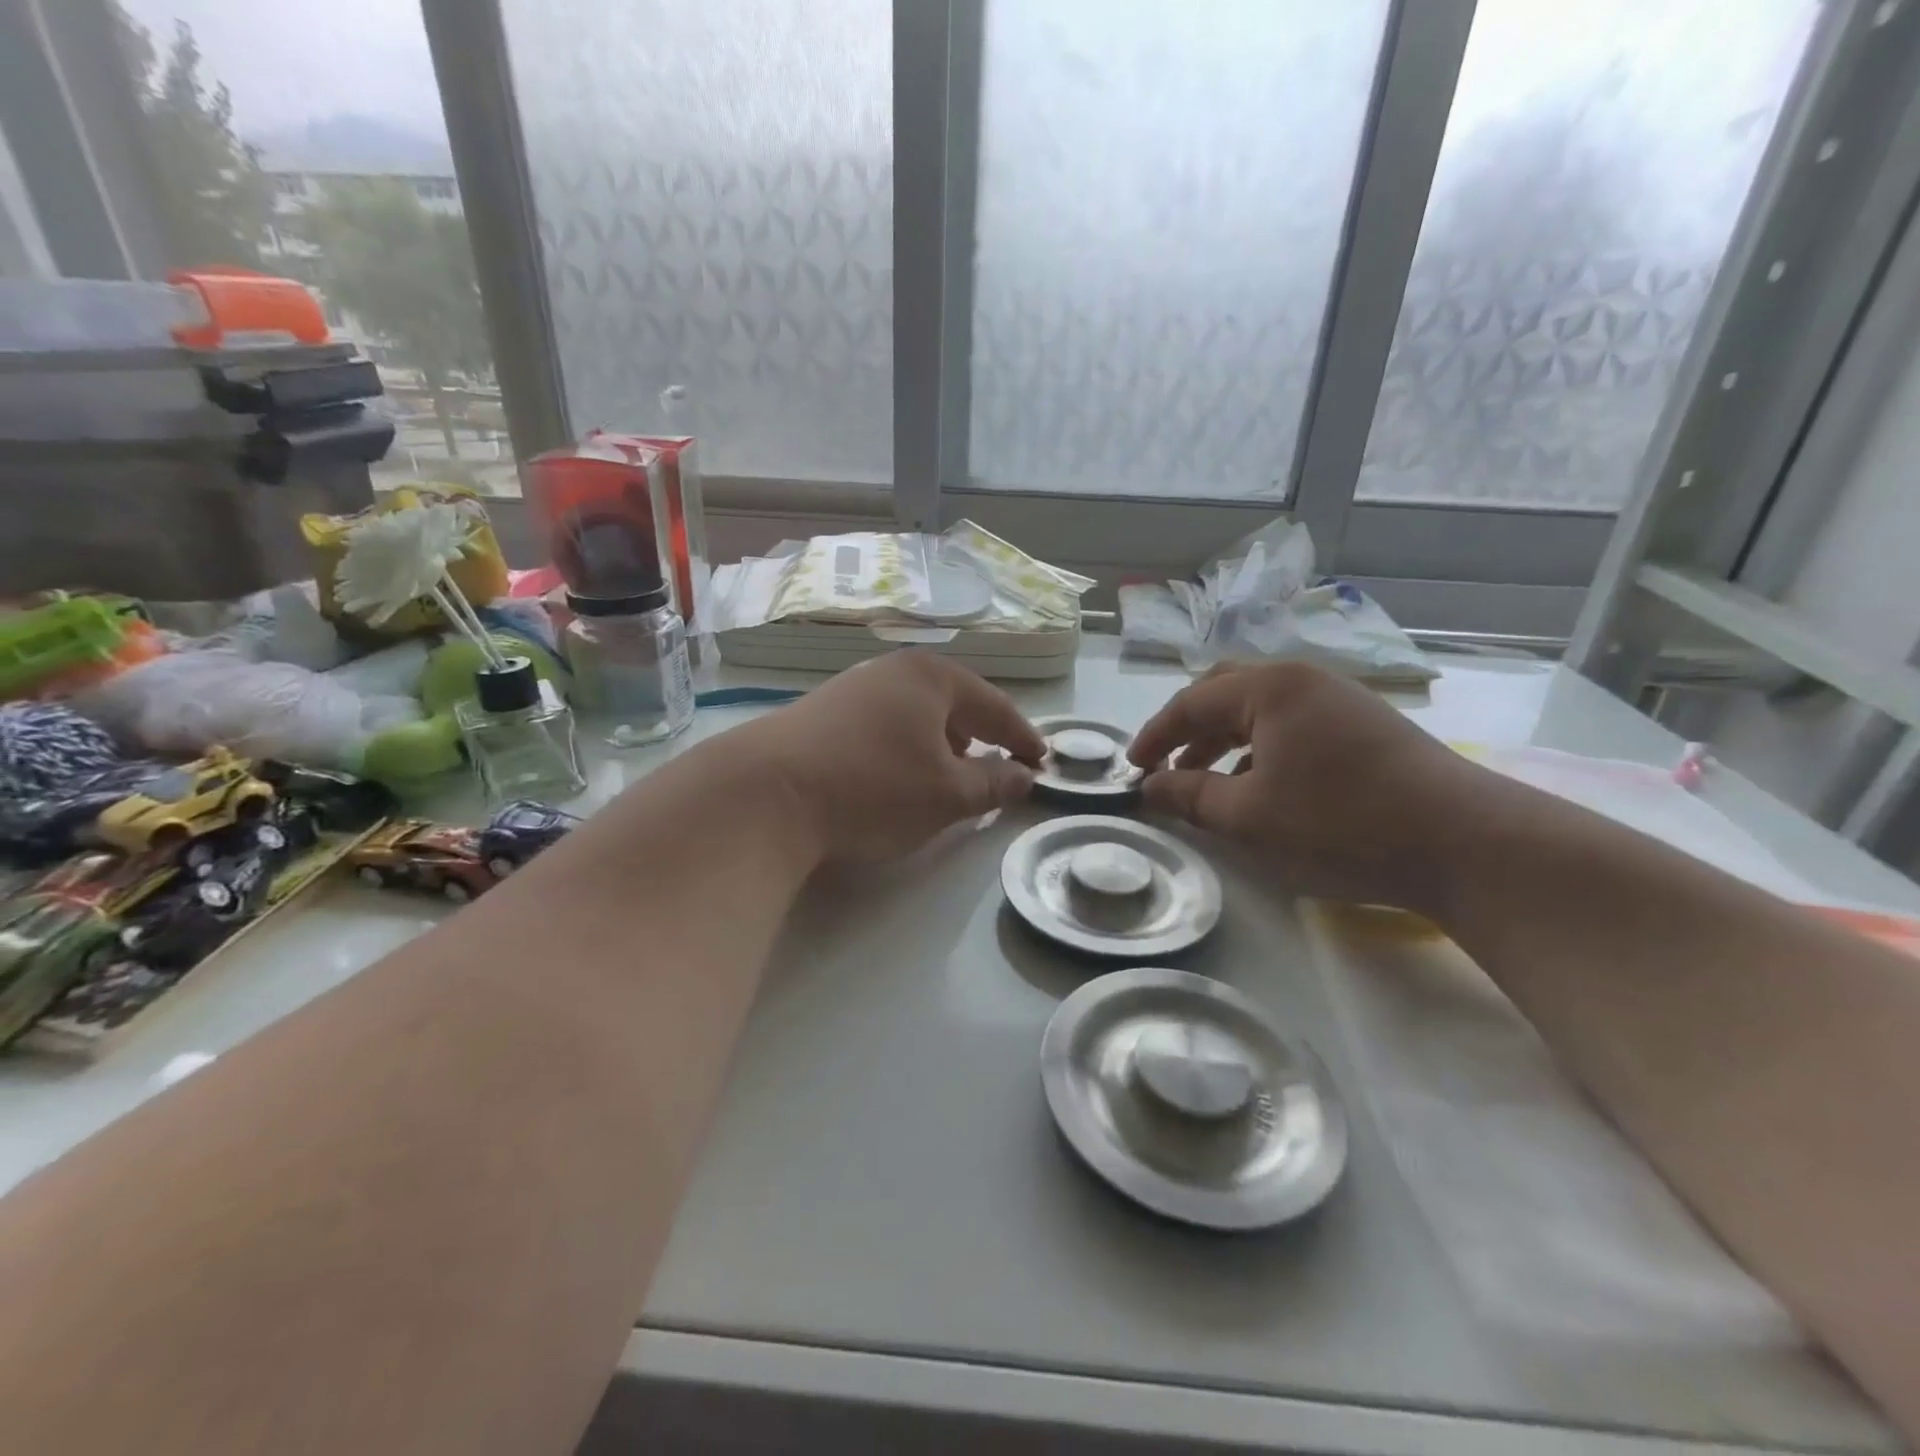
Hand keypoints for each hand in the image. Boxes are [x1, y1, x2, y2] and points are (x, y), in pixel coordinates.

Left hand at [738, 650, 1044, 862]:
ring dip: (940, 745)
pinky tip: (895, 777)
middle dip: (979, 738)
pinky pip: (883, 725)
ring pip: (915, 715)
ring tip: (948, 778)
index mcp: (932, 678)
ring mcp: (852, 688)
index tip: (1042, 763)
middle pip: (953, 704)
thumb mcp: (946, 796)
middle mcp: (893, 671)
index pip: (995, 706)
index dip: (1022, 737)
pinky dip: (904, 748)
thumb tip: (1023, 777)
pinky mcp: (821, 712)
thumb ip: (992, 784)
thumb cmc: (873, 788)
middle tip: (998, 770)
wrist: (765, 793)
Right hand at [1127, 662, 1485, 909]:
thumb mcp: (1248, 816)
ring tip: (1207, 781)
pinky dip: (1262, 750)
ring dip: (1225, 741)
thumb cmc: (1340, 823)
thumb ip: (1189, 796)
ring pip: (1262, 710)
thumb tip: (1150, 786)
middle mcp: (1304, 679)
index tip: (1131, 769)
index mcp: (1270, 687)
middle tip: (1166, 765)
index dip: (1154, 736)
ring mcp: (1341, 701)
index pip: (1191, 701)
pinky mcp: (1368, 727)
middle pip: (1226, 692)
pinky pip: (1294, 726)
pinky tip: (1263, 788)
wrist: (1466, 843)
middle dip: (1189, 729)